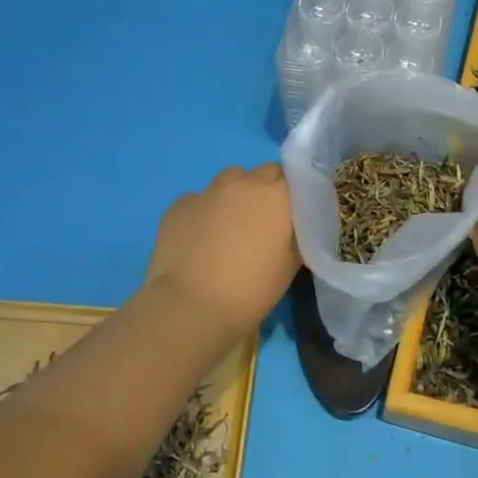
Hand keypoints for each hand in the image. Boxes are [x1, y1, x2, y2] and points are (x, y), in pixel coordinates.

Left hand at [146, 163, 299, 340]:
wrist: (191, 305)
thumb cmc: (251, 288)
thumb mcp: (291, 265)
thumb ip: (297, 235)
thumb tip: (293, 225)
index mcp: (276, 194)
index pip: (294, 176)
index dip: (294, 193)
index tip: (293, 214)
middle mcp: (243, 183)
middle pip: (263, 172)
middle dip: (267, 189)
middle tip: (265, 221)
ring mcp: (208, 191)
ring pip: (230, 179)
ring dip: (236, 194)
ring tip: (231, 225)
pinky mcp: (179, 205)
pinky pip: (198, 199)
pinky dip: (204, 211)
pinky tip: (200, 237)